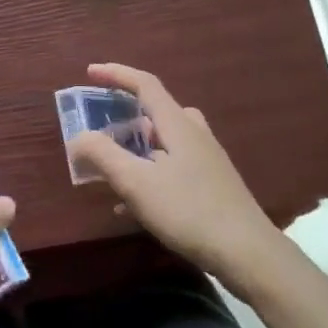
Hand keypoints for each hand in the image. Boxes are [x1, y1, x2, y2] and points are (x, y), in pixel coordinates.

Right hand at [67, 63, 275, 294]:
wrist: (249, 254)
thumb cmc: (189, 211)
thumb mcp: (136, 182)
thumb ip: (103, 155)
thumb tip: (79, 137)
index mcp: (177, 124)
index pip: (144, 84)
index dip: (116, 74)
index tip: (90, 73)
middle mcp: (194, 134)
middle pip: (156, 111)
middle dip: (125, 116)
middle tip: (102, 130)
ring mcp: (207, 160)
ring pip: (165, 141)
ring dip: (136, 148)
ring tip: (113, 169)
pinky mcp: (212, 185)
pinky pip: (173, 167)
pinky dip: (149, 174)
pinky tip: (133, 207)